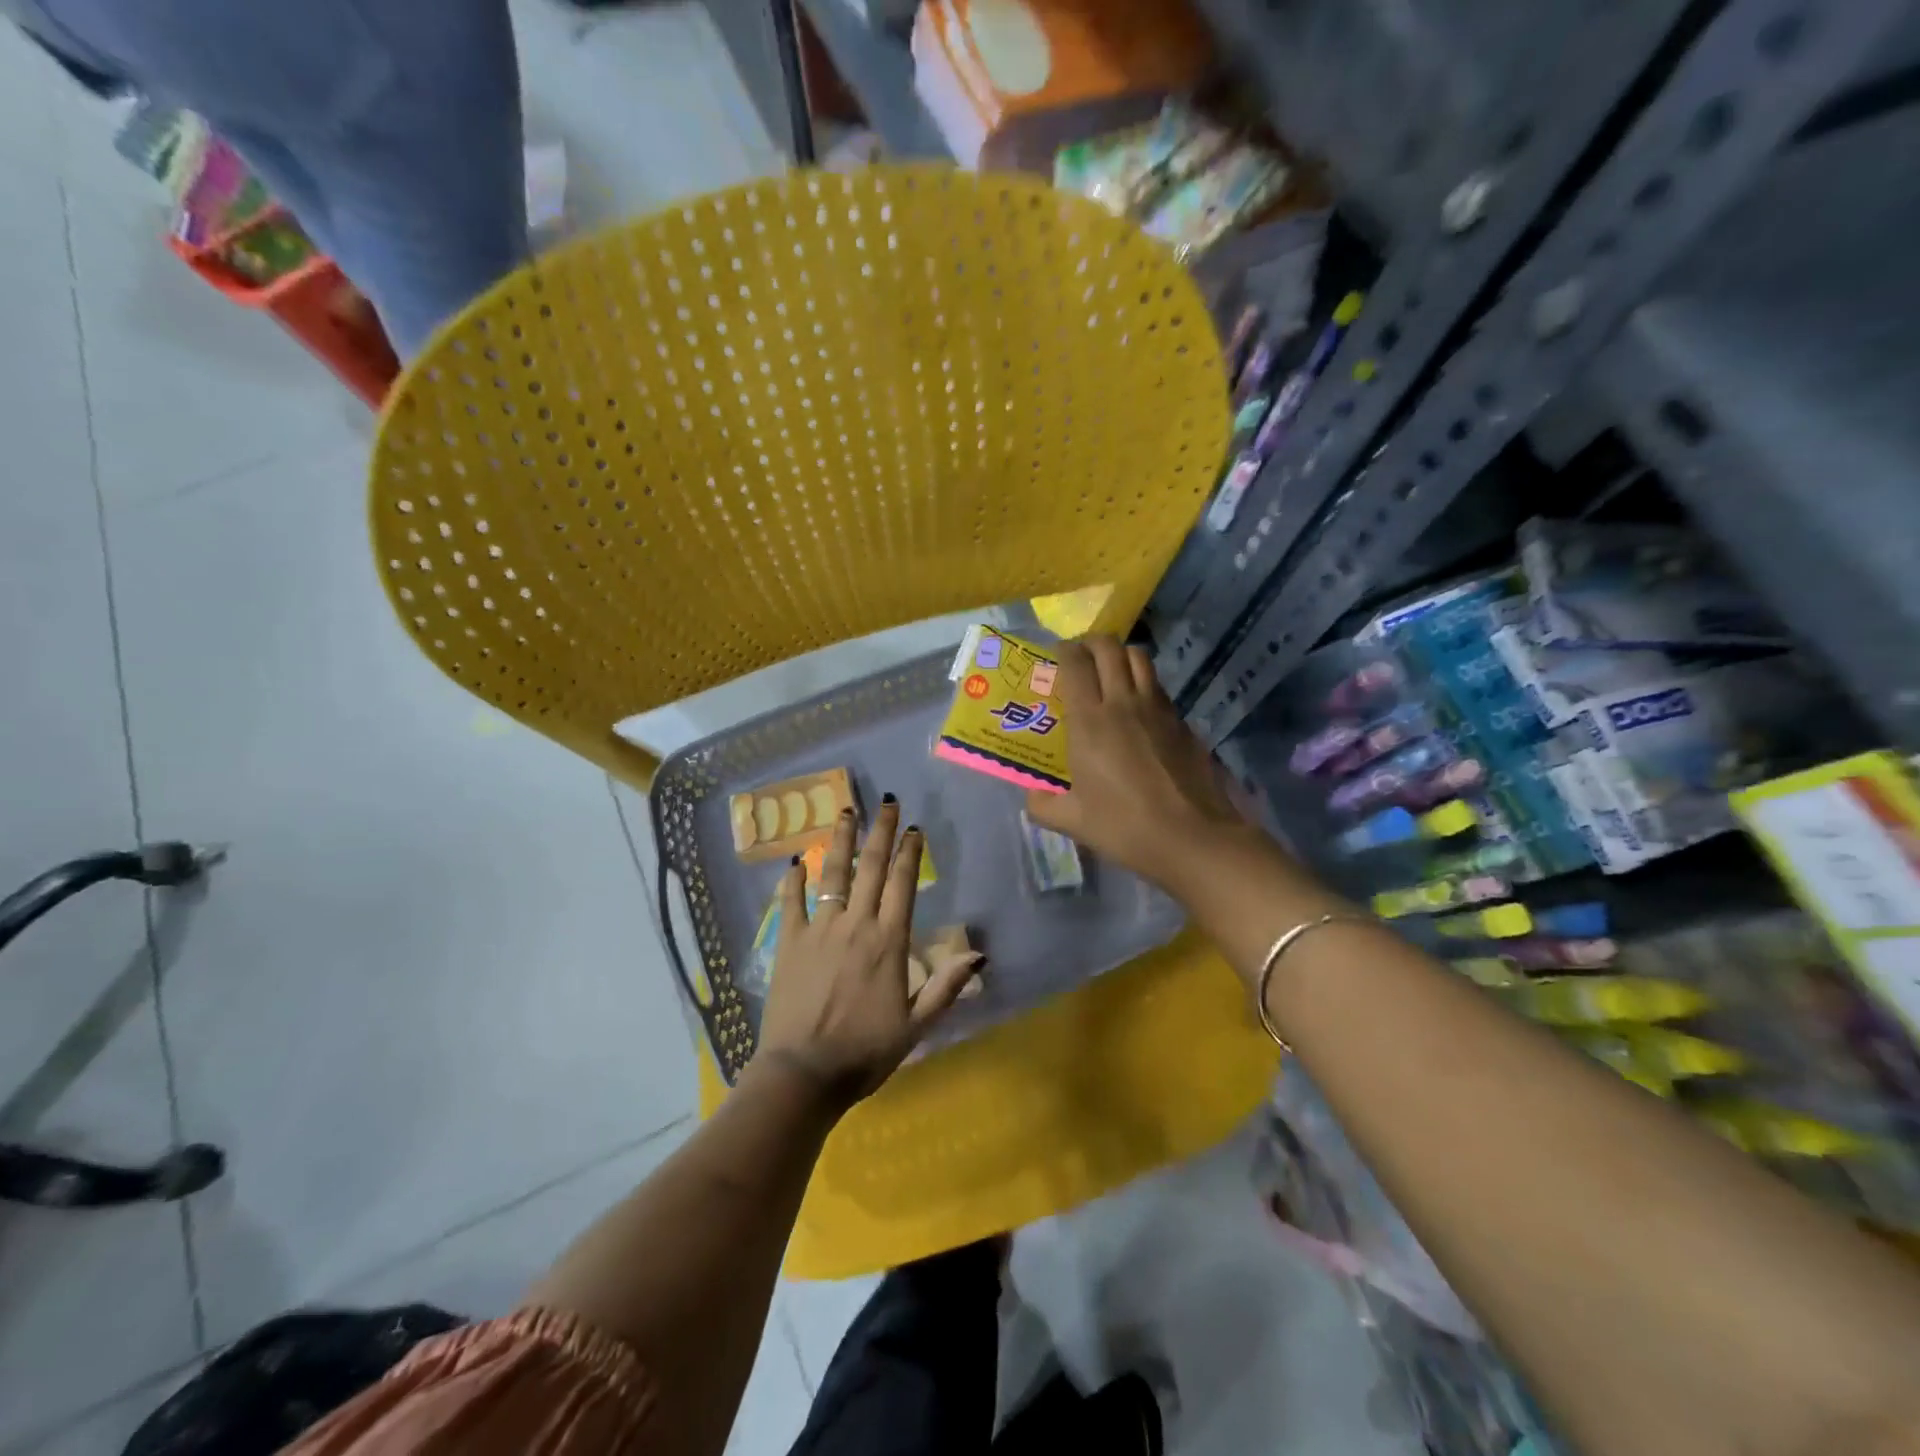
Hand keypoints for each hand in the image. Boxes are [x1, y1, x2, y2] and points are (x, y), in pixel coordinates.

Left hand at [756, 799, 982, 1106]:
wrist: (804, 1074)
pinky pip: (791, 902)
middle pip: (871, 868)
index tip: (913, 827)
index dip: (909, 852)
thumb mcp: (916, 1026)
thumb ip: (947, 987)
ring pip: (833, 874)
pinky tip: (796, 860)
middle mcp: (856, 925)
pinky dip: (794, 880)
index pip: (902, 884)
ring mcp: (820, 930)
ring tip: (846, 811)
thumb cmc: (865, 1052)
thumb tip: (980, 954)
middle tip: (886, 802)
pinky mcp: (789, 943)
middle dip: (880, 832)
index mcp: (889, 942)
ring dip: (841, 841)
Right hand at [1024, 636, 1253, 890]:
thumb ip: (1044, 805)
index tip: (1056, 657)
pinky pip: (1159, 688)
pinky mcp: (1183, 722)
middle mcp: (1124, 703)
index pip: (1075, 664)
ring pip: (1140, 658)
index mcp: (1090, 721)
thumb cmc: (1125, 827)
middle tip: (1081, 657)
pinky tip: (1140, 711)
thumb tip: (1033, 797)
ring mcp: (1158, 709)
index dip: (1064, 651)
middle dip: (1091, 643)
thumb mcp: (1074, 821)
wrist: (1192, 838)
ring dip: (1121, 657)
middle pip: (1109, 648)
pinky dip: (1145, 684)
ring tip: (1111, 674)